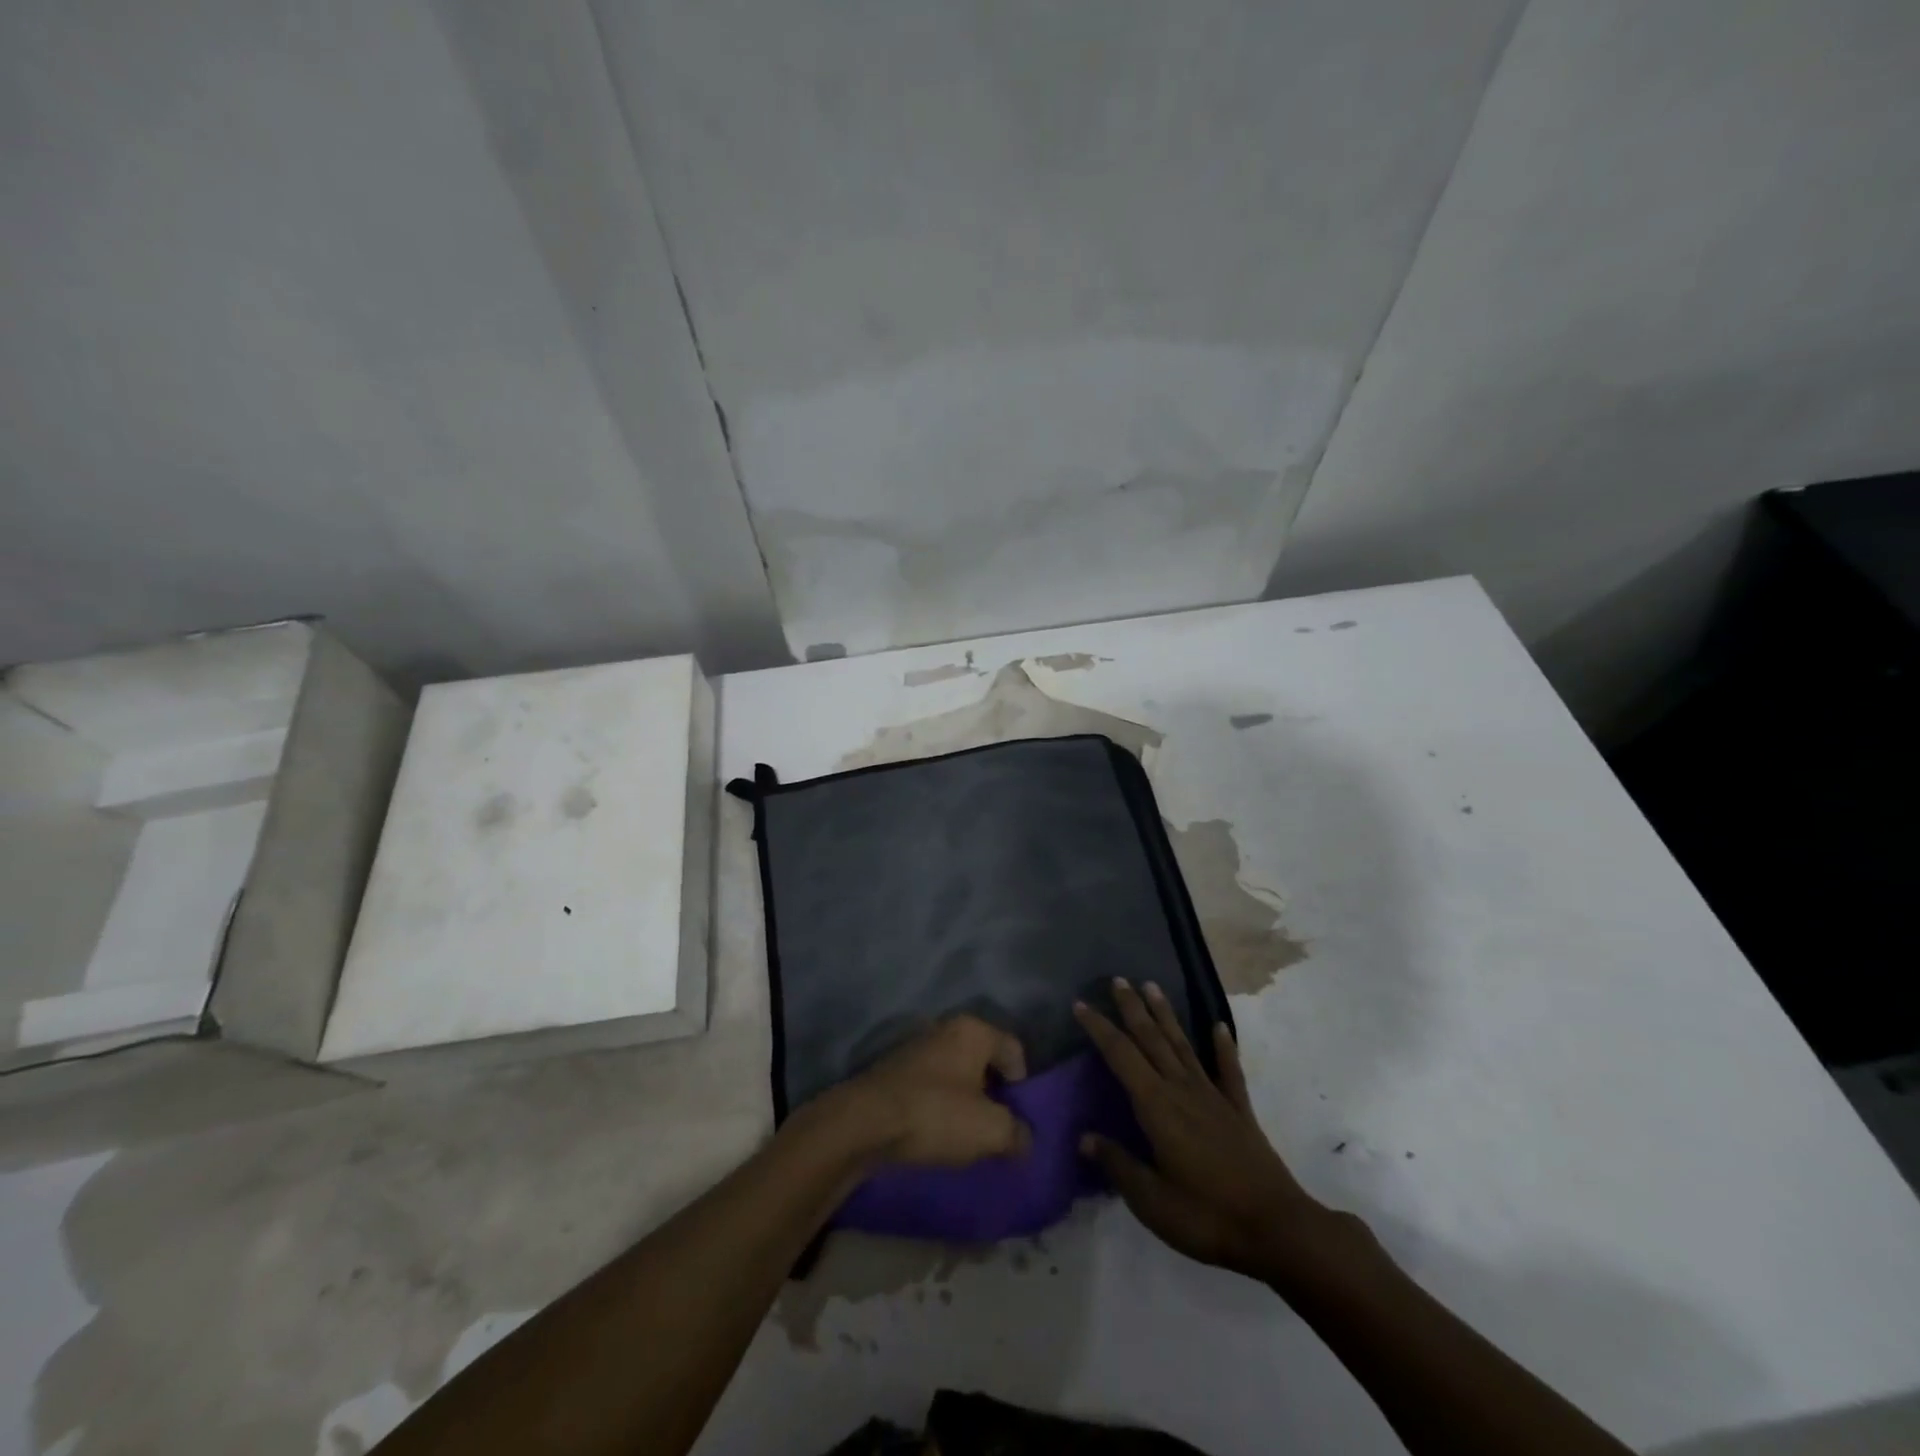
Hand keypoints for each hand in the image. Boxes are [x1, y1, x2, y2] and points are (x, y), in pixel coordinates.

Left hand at [825, 1014, 1031, 1168]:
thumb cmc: (935, 1114)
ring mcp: (917, 1047)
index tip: (1017, 1119)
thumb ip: (1017, 1133)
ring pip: (956, 1074)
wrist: (863, 1122)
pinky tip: (935, 1133)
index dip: (1023, 1086)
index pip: (1014, 1050)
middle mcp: (946, 1028)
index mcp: (973, 1030)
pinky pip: (931, 1086)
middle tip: (994, 1129)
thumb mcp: (990, 1130)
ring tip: (965, 1137)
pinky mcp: (894, 1069)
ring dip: (965, 1102)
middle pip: (984, 1061)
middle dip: (993, 1094)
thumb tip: (1023, 1139)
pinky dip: (939, 1106)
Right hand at [1076, 980, 1343, 1286]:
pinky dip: (1223, 1047)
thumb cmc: (1207, 1217)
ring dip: (1166, 1015)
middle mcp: (1182, 1089)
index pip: (1120, 1056)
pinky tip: (1219, 1027)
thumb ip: (1118, 1165)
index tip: (1080, 1004)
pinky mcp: (1239, 1111)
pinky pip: (1229, 1070)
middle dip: (1132, 1008)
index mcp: (1157, 1106)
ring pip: (1183, 1045)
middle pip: (1151, 1039)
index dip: (1099, 1029)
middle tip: (1118, 980)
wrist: (1278, 1229)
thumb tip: (1085, 1137)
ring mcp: (1213, 1097)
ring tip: (1152, 986)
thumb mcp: (1152, 1201)